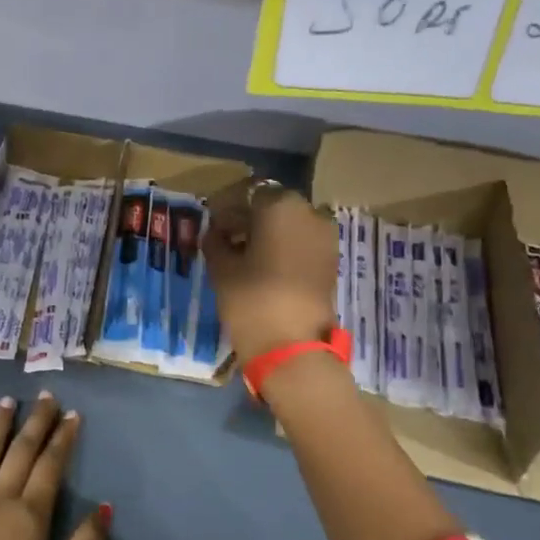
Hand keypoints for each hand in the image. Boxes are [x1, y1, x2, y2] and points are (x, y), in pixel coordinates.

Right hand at [204, 180, 338, 366]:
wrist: (292, 347)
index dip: (224, 206)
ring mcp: (324, 236)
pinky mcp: (330, 259)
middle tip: (223, 236)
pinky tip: (262, 265)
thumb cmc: (251, 300)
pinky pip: (301, 241)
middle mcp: (308, 211)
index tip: (209, 221)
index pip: (246, 193)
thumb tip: (215, 232)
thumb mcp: (222, 269)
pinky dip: (282, 246)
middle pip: (271, 205)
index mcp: (279, 205)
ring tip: (241, 253)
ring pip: (288, 223)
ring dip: (266, 232)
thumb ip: (216, 242)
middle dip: (247, 217)